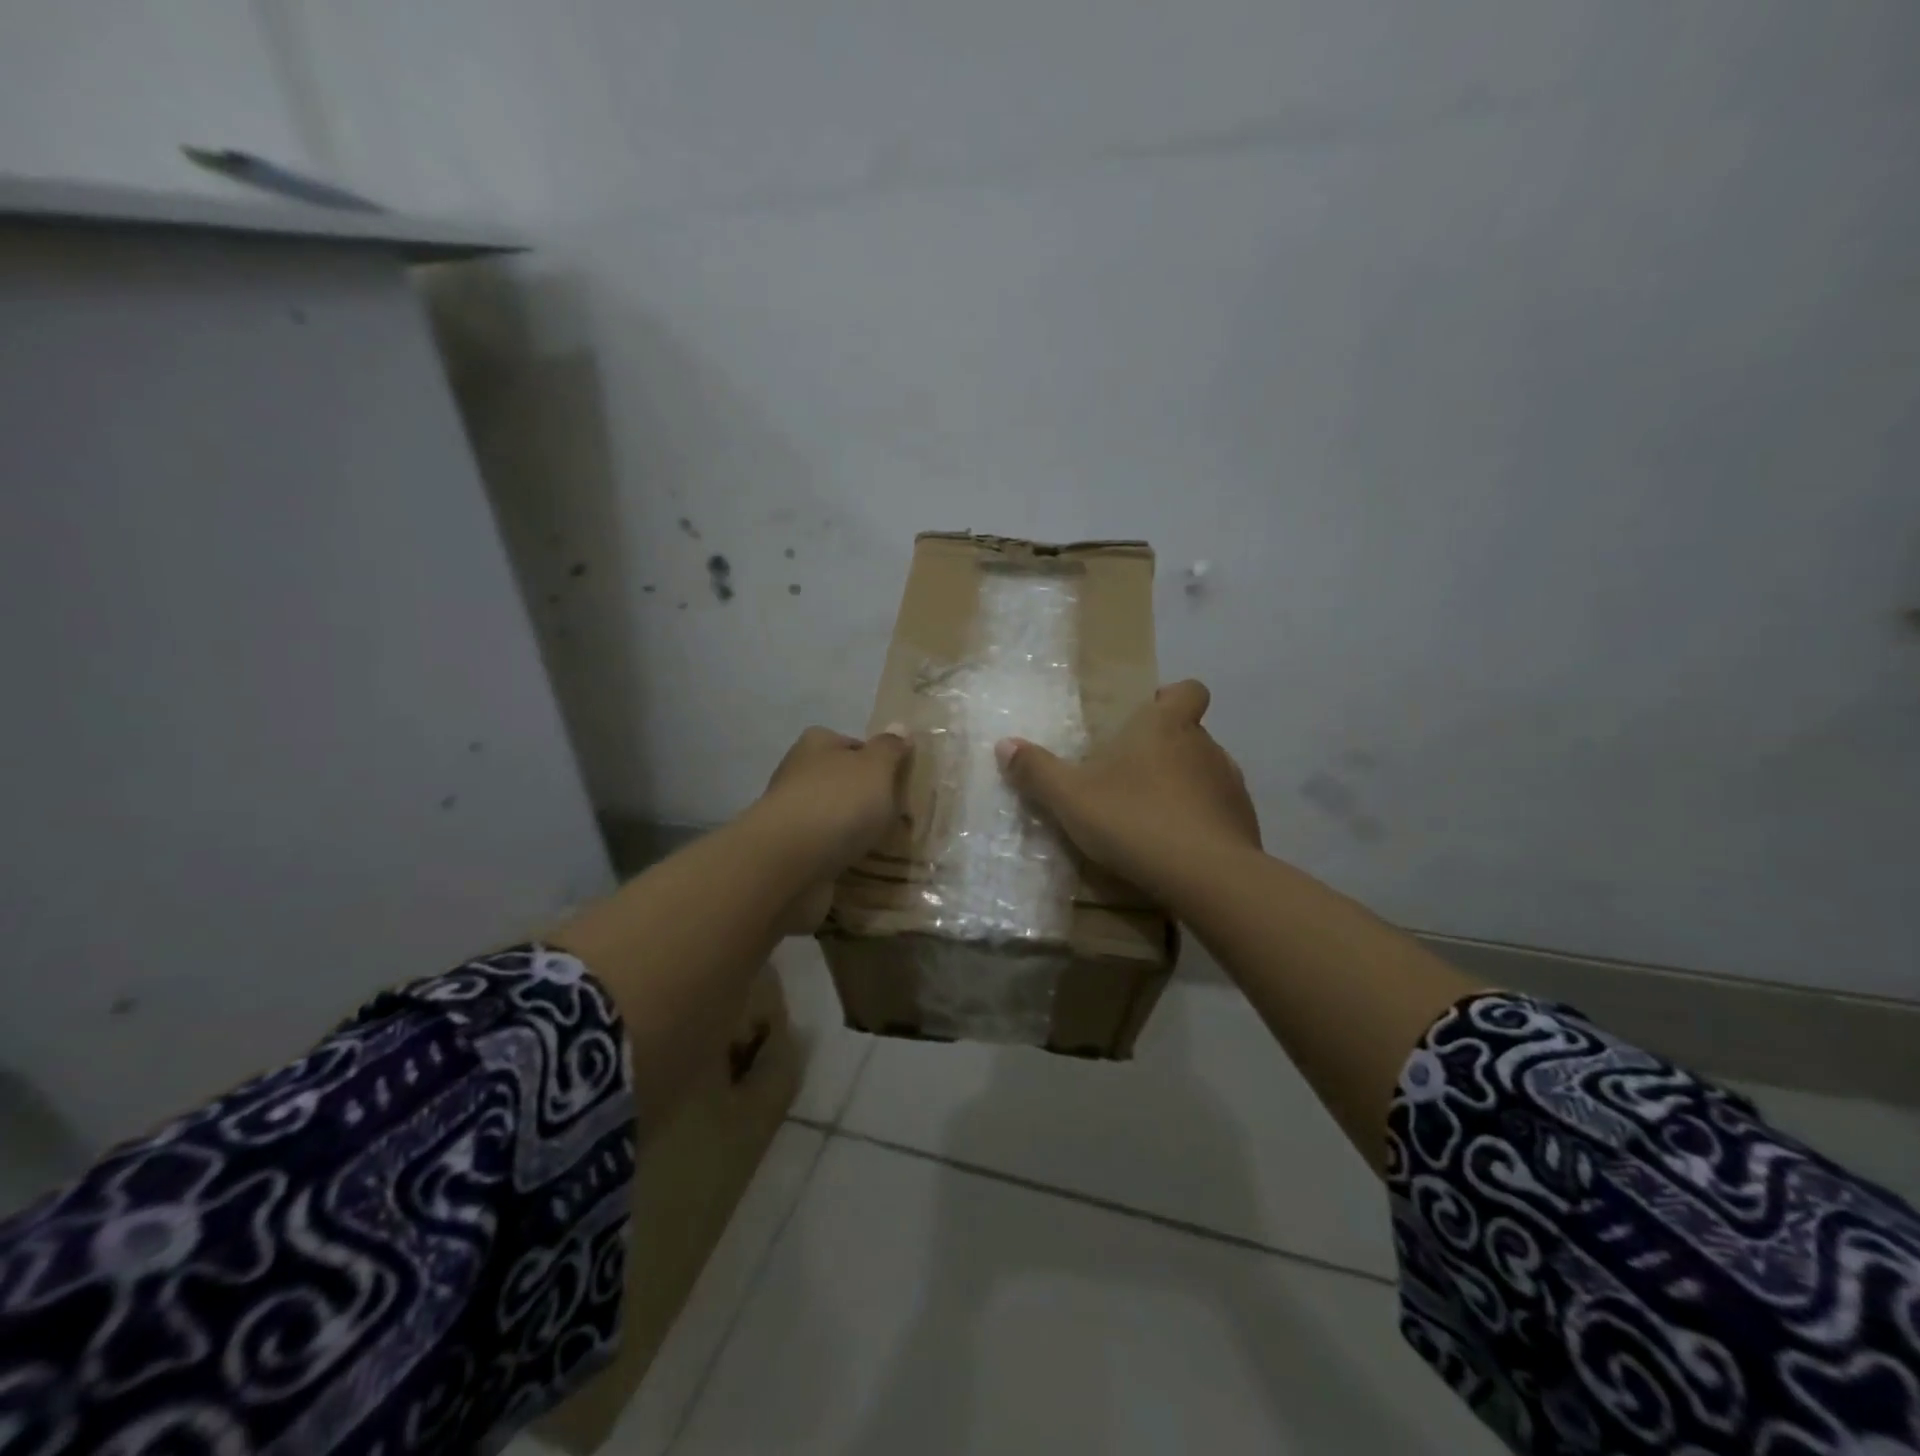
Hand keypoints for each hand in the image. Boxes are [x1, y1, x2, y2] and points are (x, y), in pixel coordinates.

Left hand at [748, 724, 911, 930]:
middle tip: (896, 816)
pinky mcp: (788, 848)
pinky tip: (858, 863)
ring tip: (882, 844)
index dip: (876, 760)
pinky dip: (839, 853)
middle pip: (841, 780)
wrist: (788, 860)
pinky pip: (824, 846)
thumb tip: (899, 728)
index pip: (851, 744)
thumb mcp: (876, 767)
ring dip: (852, 828)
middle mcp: (798, 772)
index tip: (897, 782)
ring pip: (832, 815)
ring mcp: (791, 813)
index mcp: (817, 743)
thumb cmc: (838, 802)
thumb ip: (890, 748)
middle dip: (865, 797)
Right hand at [996, 680, 1258, 900]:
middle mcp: (1205, 746)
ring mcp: (1230, 784)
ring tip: (1151, 817)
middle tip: (1129, 778)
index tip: (1149, 717)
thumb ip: (1037, 771)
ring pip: (1204, 773)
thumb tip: (1004, 744)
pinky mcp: (1244, 822)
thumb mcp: (1071, 798)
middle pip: (1190, 734)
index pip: (1188, 690)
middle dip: (1164, 750)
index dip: (1172, 698)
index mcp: (1167, 727)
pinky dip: (1200, 821)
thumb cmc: (1134, 820)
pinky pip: (1218, 811)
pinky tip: (1177, 848)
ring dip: (1182, 786)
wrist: (1205, 876)